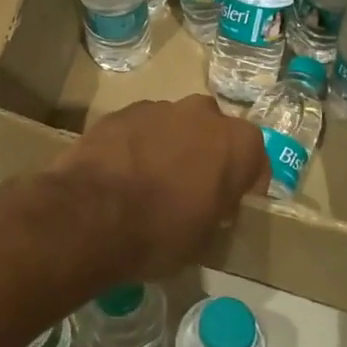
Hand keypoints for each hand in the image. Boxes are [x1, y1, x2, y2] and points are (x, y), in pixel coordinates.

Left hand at [54, 95, 268, 278]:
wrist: (92, 216)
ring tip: (150, 182)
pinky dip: (136, 145)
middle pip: (212, 132)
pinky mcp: (119, 112)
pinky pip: (138, 129)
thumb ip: (217, 209)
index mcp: (236, 143)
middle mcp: (202, 113)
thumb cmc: (161, 233)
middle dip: (205, 154)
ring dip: (169, 147)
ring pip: (173, 126)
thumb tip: (211, 203)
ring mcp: (157, 108)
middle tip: (190, 188)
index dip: (243, 182)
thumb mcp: (206, 238)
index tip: (229, 203)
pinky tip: (121, 174)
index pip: (254, 158)